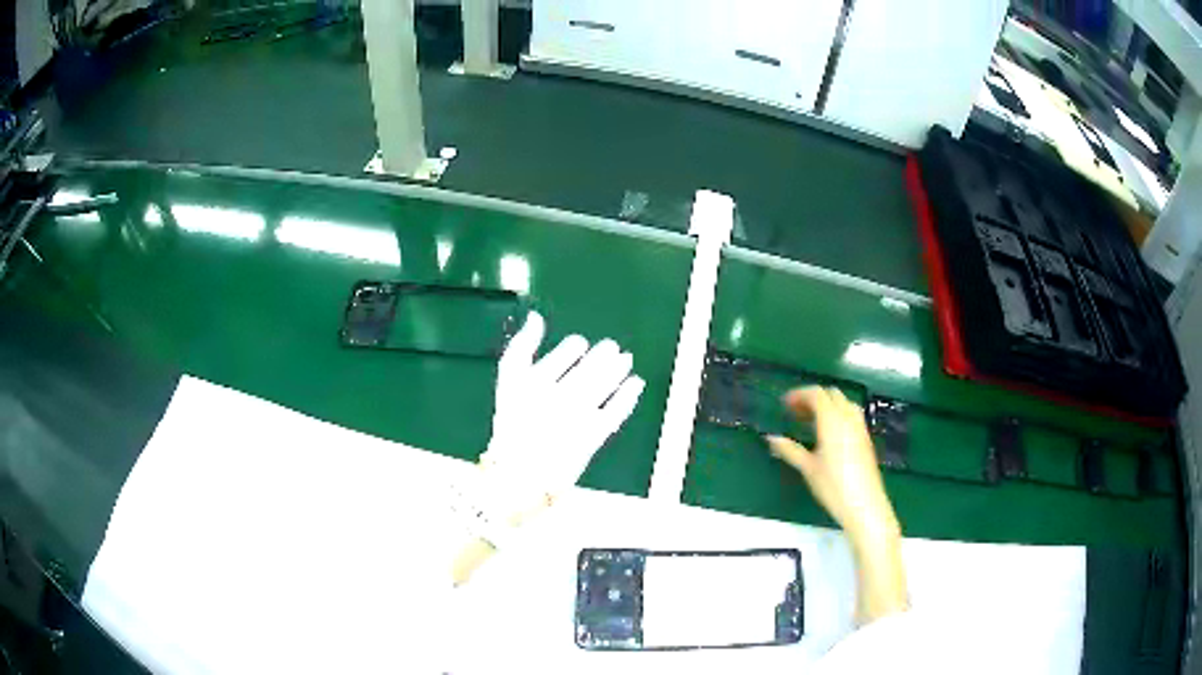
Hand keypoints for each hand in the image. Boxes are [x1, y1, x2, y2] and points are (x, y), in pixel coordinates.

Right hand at [479, 311, 645, 524]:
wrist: (519, 471)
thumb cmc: (512, 422)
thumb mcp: (508, 381)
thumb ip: (520, 346)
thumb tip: (536, 316)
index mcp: (535, 381)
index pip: (569, 352)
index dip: (577, 347)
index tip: (581, 347)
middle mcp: (557, 396)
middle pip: (591, 366)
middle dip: (605, 354)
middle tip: (611, 348)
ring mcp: (577, 417)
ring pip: (606, 385)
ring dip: (619, 369)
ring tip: (626, 360)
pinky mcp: (592, 436)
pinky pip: (615, 411)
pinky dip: (628, 396)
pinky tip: (636, 383)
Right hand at [765, 387, 898, 540]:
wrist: (864, 504)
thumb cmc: (833, 486)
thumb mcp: (808, 468)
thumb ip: (790, 450)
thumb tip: (771, 438)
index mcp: (832, 420)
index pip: (816, 394)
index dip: (799, 394)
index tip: (784, 404)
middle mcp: (848, 418)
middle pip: (832, 394)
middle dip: (813, 398)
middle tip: (796, 412)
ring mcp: (860, 427)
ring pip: (844, 403)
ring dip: (827, 404)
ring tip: (812, 421)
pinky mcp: (865, 439)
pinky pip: (851, 415)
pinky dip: (838, 414)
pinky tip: (829, 434)